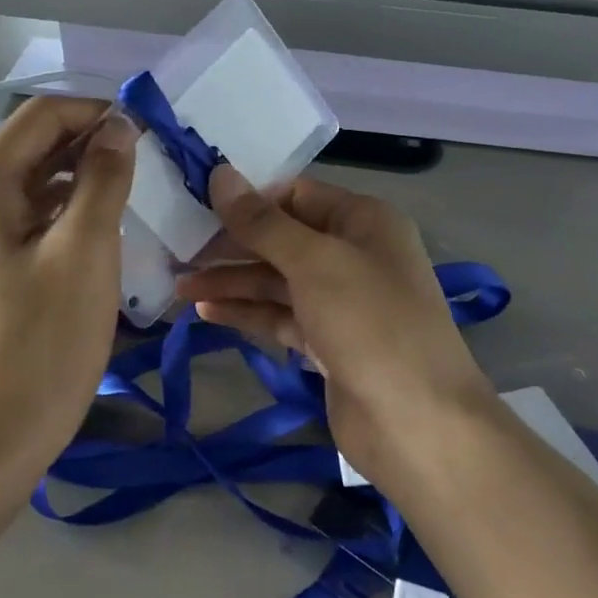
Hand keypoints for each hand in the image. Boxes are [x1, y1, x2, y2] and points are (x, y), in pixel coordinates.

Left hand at [0, 97, 137, 473]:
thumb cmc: (43, 341)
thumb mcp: (86, 251)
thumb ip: (104, 178)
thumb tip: (119, 127)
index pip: (41, 116)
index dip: (96, 112)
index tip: (147, 130)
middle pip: (33, 145)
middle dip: (90, 142)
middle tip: (148, 159)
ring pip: (33, 182)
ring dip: (81, 176)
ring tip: (133, 188)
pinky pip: (28, 217)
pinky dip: (65, 210)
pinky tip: (102, 225)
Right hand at [175, 168, 495, 485]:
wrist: (418, 424)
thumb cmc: (369, 323)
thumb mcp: (314, 261)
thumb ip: (262, 222)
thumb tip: (220, 173)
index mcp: (363, 221)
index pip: (296, 195)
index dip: (249, 199)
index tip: (198, 204)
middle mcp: (353, 254)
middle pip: (282, 238)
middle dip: (233, 244)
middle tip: (179, 250)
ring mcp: (341, 301)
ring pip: (277, 280)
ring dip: (232, 281)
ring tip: (180, 285)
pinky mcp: (327, 342)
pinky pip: (280, 316)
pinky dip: (247, 312)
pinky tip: (206, 312)